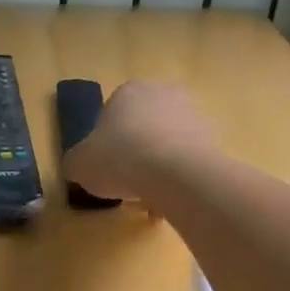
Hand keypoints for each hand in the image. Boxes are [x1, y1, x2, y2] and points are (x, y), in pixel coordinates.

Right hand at [61, 81, 216, 205]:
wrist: (176, 173)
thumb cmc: (120, 158)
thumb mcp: (80, 164)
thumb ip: (76, 162)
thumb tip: (77, 166)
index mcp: (128, 91)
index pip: (111, 113)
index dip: (106, 142)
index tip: (105, 166)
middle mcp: (162, 94)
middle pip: (143, 126)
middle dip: (136, 151)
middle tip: (127, 181)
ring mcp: (192, 114)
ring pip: (167, 143)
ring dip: (159, 166)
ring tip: (150, 196)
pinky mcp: (213, 138)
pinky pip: (188, 159)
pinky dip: (179, 177)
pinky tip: (170, 199)